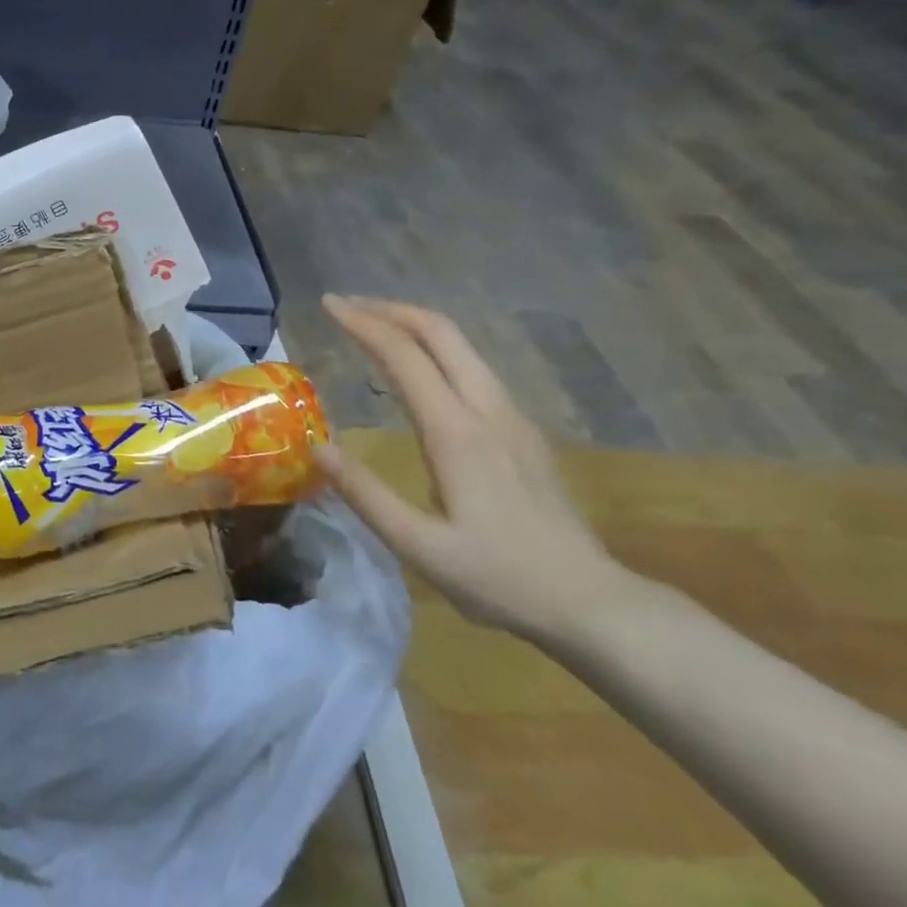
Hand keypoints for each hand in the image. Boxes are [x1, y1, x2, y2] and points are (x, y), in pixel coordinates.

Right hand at [313, 296, 635, 642]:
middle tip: (346, 306)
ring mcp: (512, 418)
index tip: (328, 305)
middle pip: (442, 333)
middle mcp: (487, 411)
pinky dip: (436, 349)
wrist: (589, 601)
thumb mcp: (419, 547)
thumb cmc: (498, 578)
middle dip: (390, 310)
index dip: (364, 324)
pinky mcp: (521, 432)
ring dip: (414, 326)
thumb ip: (365, 494)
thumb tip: (316, 448)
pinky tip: (419, 369)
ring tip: (373, 327)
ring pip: (463, 347)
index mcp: (457, 433)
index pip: (405, 357)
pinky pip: (474, 369)